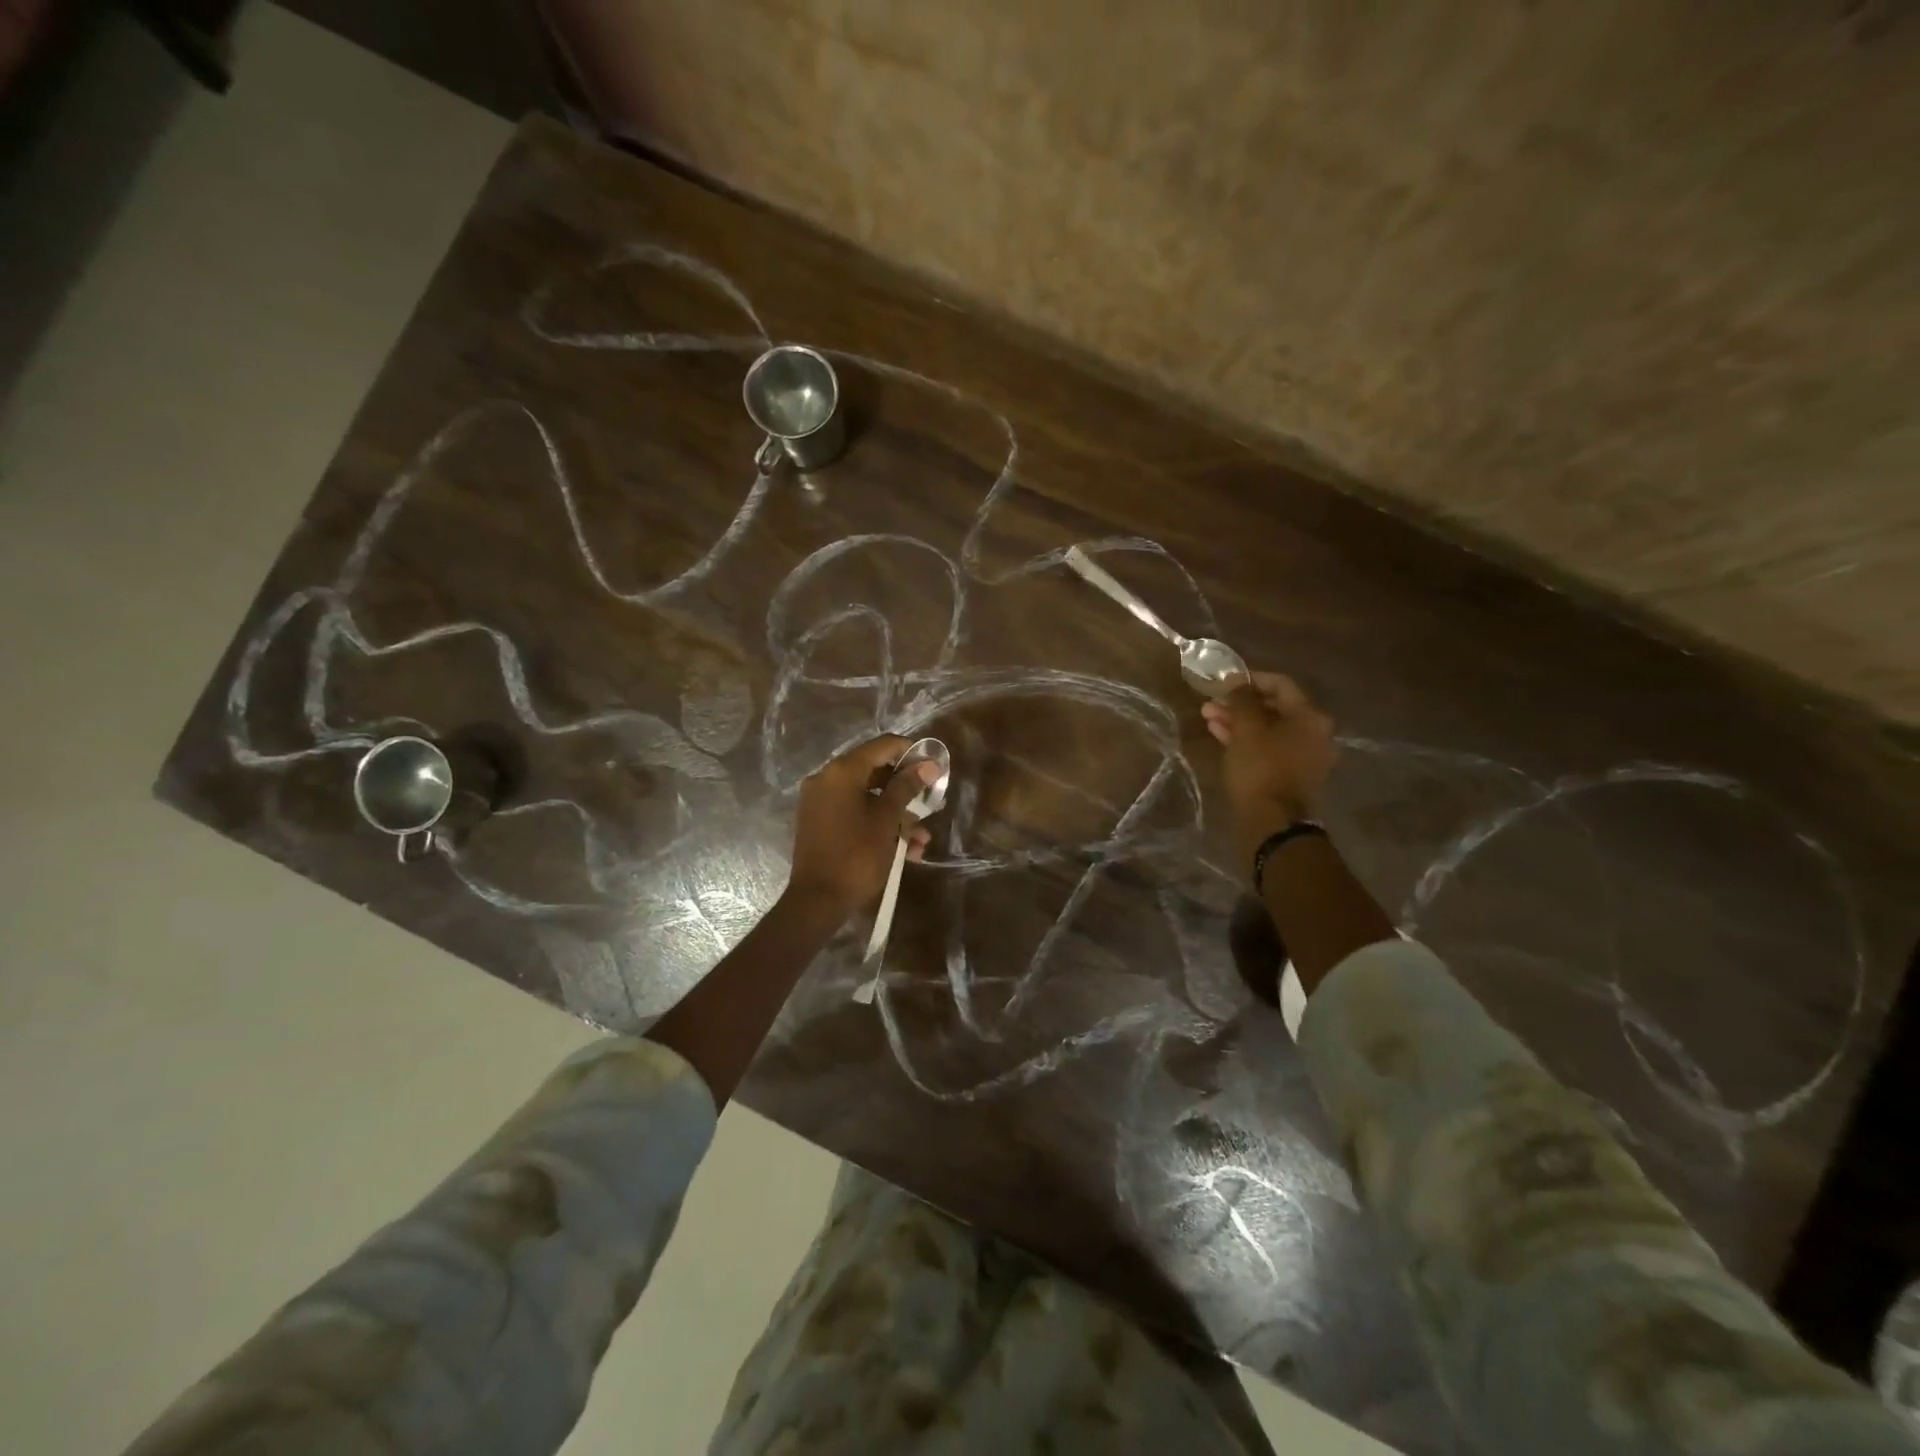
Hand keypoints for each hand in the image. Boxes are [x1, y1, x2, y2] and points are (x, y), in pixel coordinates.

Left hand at [786, 734, 935, 919]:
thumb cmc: (857, 855)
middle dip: (906, 790)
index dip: (910, 752)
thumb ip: (907, 787)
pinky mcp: (819, 822)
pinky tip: (904, 850)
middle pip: (874, 771)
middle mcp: (827, 778)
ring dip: (896, 815)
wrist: (817, 900)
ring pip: (867, 797)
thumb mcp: (887, 820)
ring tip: (921, 840)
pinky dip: (877, 824)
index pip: (882, 745)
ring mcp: (820, 801)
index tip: (934, 767)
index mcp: (842, 771)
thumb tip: (929, 764)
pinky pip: (854, 812)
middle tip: (931, 804)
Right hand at [1201, 672, 1335, 832]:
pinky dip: (1247, 740)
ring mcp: (1304, 755)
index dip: (1250, 679)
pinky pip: (1269, 747)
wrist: (1271, 822)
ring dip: (1239, 721)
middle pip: (1274, 707)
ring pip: (1268, 729)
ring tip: (1208, 717)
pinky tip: (1220, 735)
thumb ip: (1242, 699)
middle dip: (1240, 703)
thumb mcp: (1246, 729)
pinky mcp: (1291, 774)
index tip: (1223, 681)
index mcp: (1310, 717)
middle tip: (1211, 702)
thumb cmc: (1260, 768)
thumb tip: (1237, 680)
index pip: (1280, 684)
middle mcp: (1314, 733)